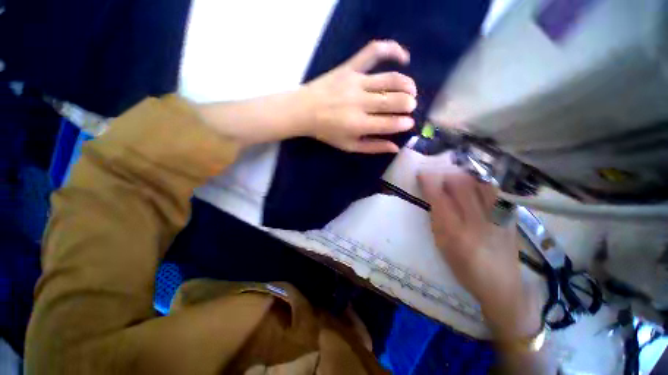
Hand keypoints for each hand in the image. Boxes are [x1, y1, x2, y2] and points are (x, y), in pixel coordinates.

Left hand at [298, 40, 416, 152]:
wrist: (304, 110)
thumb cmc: (327, 132)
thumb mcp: (349, 146)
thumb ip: (372, 147)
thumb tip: (395, 147)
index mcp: (358, 125)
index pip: (389, 123)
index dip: (404, 123)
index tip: (409, 123)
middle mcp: (359, 103)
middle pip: (393, 100)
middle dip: (408, 104)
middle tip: (410, 106)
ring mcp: (355, 82)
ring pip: (390, 79)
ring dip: (407, 84)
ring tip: (410, 90)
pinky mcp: (349, 67)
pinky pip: (373, 52)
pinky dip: (392, 50)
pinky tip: (403, 57)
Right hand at [418, 171, 538, 337]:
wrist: (501, 285)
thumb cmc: (464, 268)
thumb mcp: (442, 245)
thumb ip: (437, 219)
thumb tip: (433, 197)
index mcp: (455, 232)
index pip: (439, 197)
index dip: (429, 182)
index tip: (422, 174)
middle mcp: (477, 221)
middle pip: (461, 185)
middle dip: (446, 176)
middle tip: (439, 177)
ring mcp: (497, 218)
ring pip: (480, 184)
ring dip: (465, 178)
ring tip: (457, 181)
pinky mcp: (509, 218)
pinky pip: (494, 192)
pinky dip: (481, 185)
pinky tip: (476, 189)